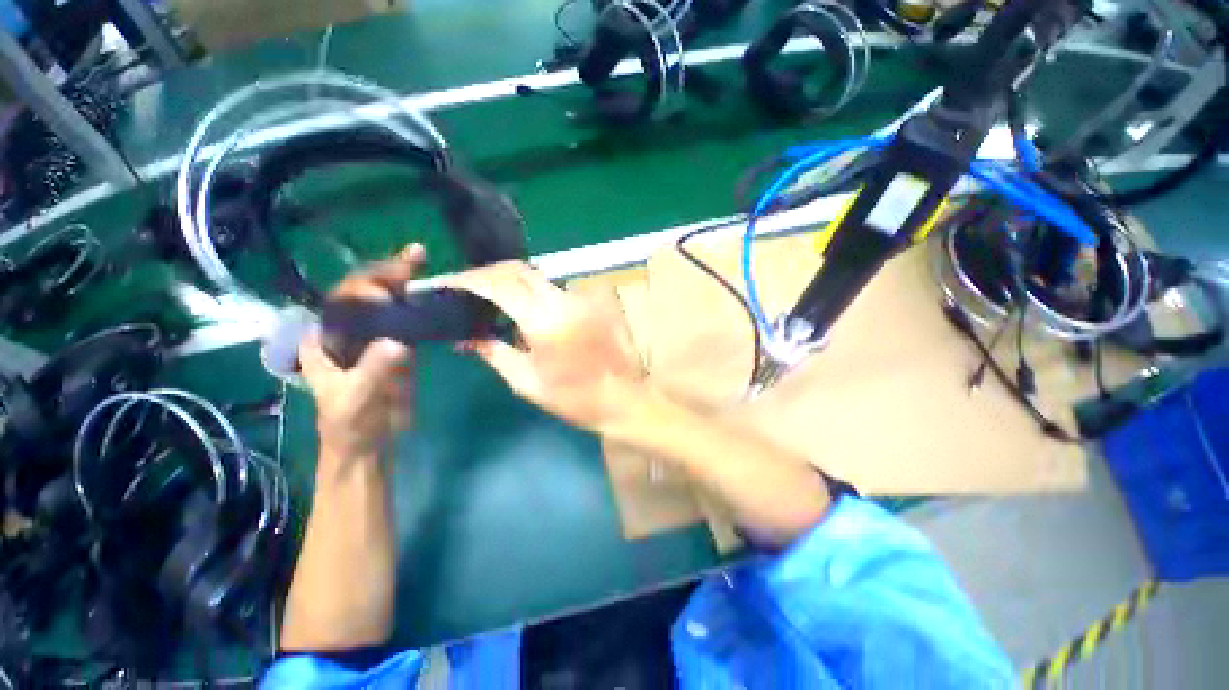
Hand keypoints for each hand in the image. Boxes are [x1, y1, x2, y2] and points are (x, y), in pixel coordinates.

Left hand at [300, 244, 423, 459]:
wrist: (369, 444)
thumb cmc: (350, 425)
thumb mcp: (356, 402)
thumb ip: (374, 373)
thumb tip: (398, 344)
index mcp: (325, 339)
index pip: (344, 299)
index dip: (368, 283)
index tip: (396, 276)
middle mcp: (346, 332)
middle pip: (366, 293)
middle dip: (388, 272)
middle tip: (416, 255)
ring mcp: (374, 338)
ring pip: (387, 303)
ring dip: (405, 281)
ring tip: (423, 261)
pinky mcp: (398, 348)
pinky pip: (407, 320)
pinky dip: (418, 304)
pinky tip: (431, 291)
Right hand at [442, 261, 646, 432]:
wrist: (623, 399)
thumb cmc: (573, 398)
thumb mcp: (526, 381)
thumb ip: (494, 352)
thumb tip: (466, 337)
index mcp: (544, 321)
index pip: (500, 285)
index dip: (472, 279)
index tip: (452, 282)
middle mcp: (564, 300)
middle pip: (520, 270)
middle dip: (492, 274)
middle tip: (472, 288)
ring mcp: (583, 298)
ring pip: (540, 278)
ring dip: (515, 284)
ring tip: (497, 301)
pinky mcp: (595, 302)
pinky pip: (558, 290)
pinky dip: (538, 295)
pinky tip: (531, 312)